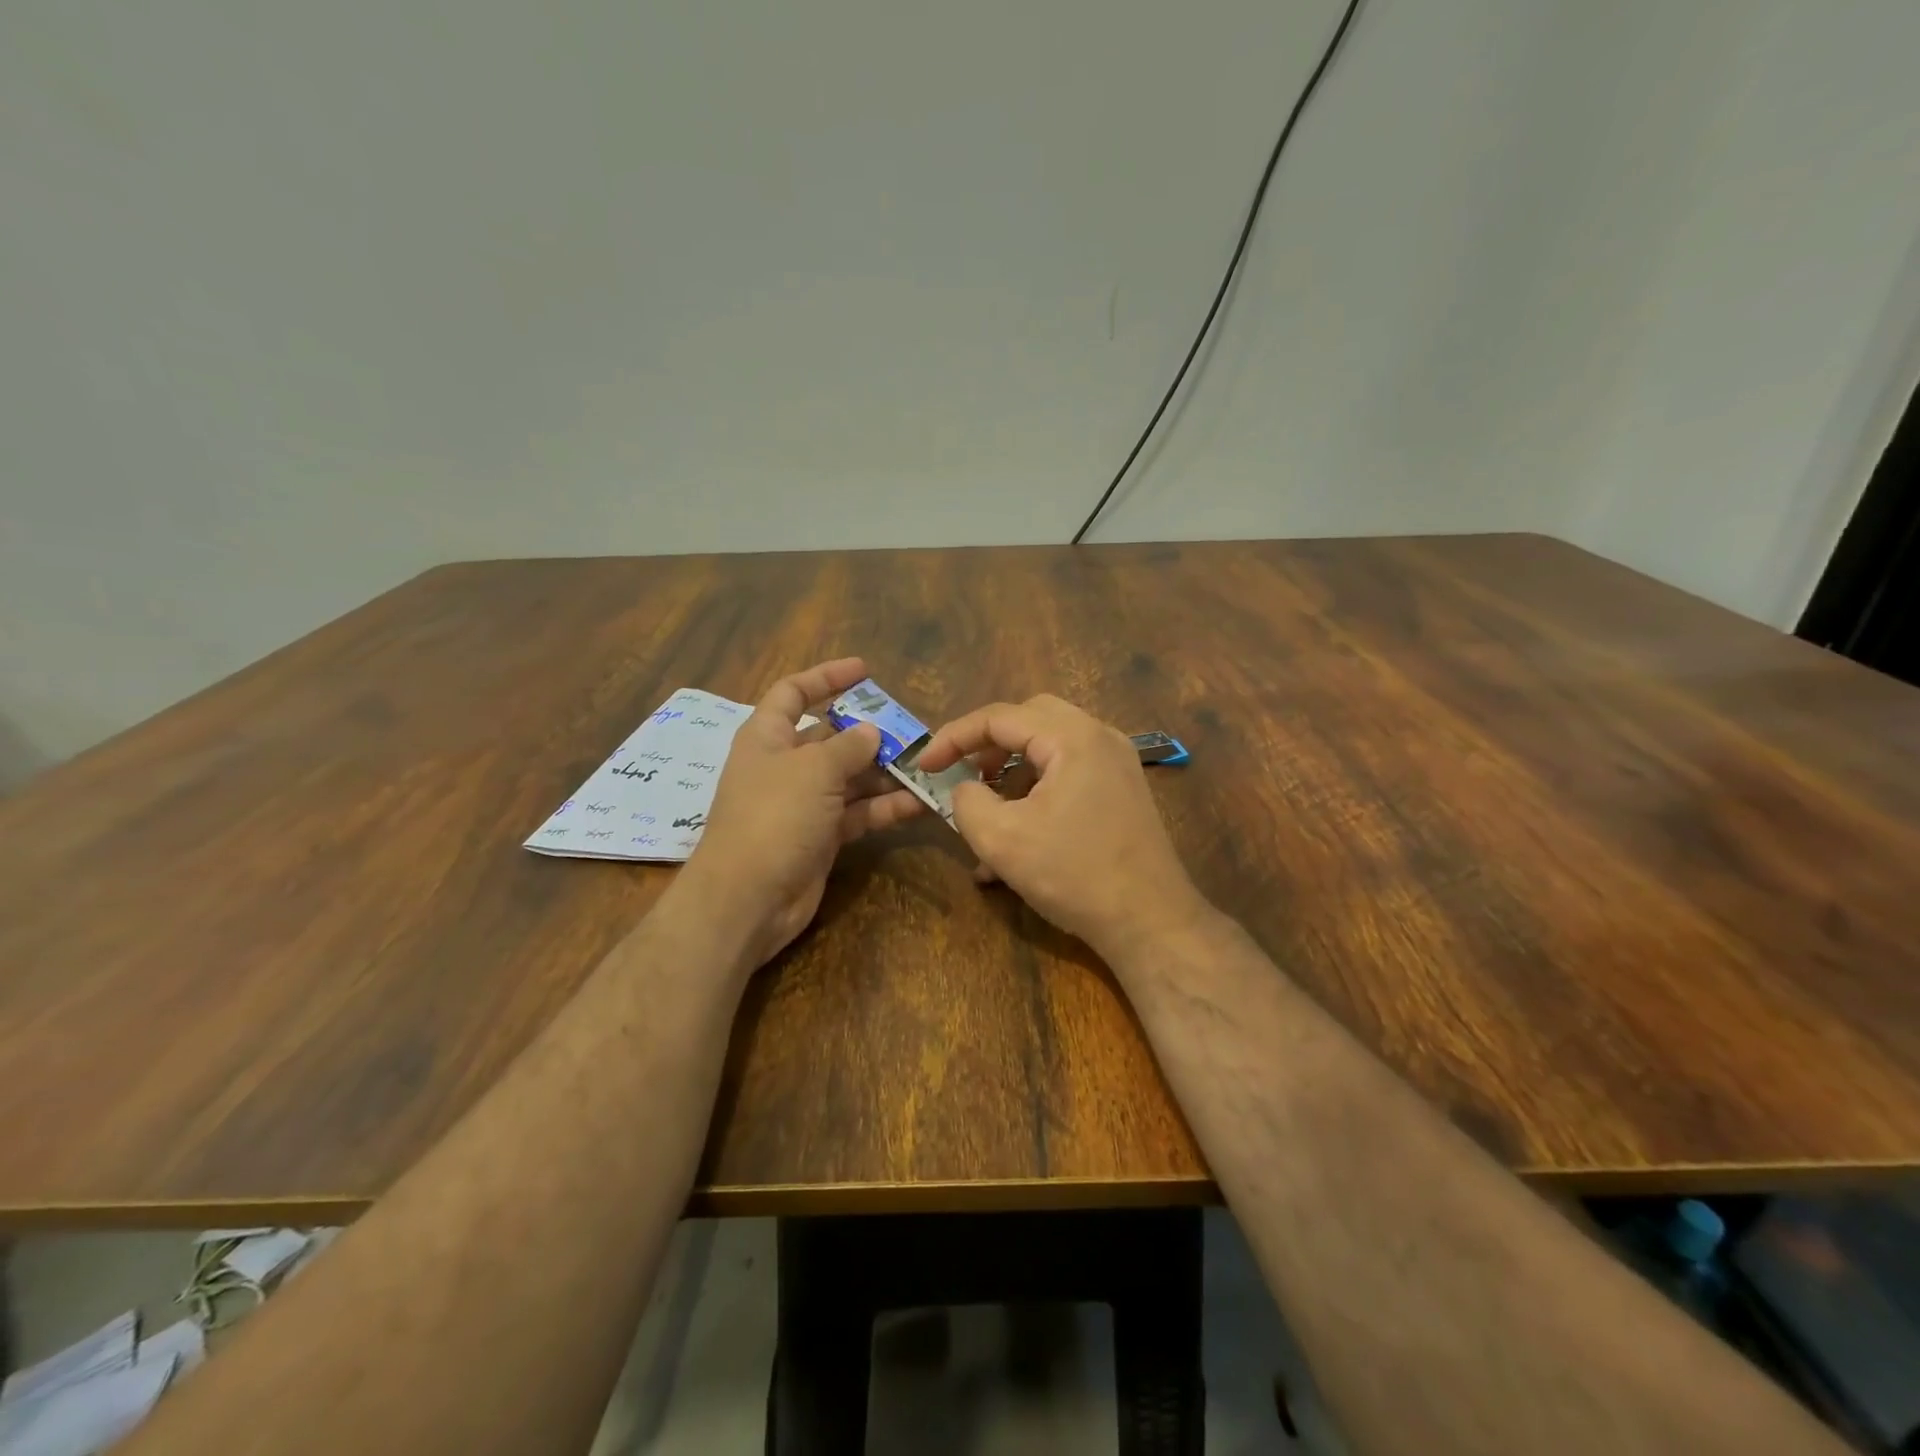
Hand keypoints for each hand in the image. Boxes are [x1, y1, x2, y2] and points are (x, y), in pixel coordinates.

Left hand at [679, 658, 923, 971]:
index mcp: (767, 737)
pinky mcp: (822, 837)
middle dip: (870, 733)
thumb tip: (872, 731)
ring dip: (885, 773)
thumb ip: (848, 746)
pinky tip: (919, 803)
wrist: (748, 899)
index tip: (865, 670)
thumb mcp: (813, 770)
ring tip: (927, 766)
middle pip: (831, 737)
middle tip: (913, 730)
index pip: (794, 693)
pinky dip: (885, 807)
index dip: (826, 677)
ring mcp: (804, 803)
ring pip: (851, 777)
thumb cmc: (774, 817)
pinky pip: (858, 813)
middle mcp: (785, 766)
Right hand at [917, 695, 1207, 959]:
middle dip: (987, 745)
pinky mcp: (1121, 792)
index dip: (953, 738)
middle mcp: (1099, 738)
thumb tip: (965, 790)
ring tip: (984, 815)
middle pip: (1029, 720)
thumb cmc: (1074, 874)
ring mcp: (1116, 765)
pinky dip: (1035, 794)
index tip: (924, 766)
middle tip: (961, 773)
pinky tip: (1015, 842)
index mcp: (1073, 737)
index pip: (1000, 717)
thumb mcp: (1001, 839)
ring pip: (1048, 749)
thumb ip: (967, 802)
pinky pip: (1067, 775)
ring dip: (1010, 774)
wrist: (1151, 922)